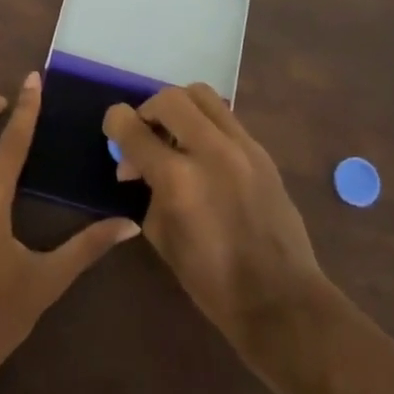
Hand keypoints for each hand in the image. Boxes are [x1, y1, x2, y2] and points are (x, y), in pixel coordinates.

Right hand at [104, 84, 331, 366]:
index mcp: (178, 179)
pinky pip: (225, 117)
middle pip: (169, 98)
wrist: (280, 297)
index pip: (133, 128)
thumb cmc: (211, 280)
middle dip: (148, 111)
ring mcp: (241, 146)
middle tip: (145, 136)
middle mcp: (210, 150)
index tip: (113, 129)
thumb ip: (146, 190)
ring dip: (179, 108)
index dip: (115, 123)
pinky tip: (202, 152)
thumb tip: (135, 166)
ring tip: (175, 137)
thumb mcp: (162, 237)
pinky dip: (205, 123)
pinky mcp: (261, 151)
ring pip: (202, 95)